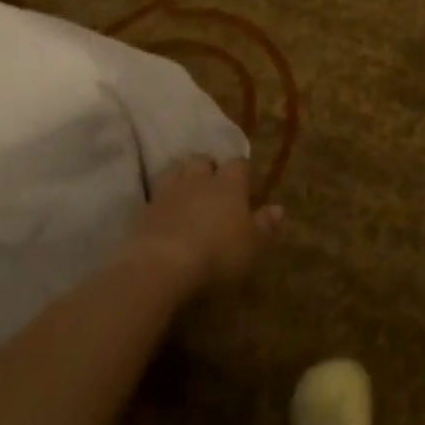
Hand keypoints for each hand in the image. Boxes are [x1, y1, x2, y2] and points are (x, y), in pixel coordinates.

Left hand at [123, 157, 282, 295]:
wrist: (162, 265)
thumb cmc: (217, 254)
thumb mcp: (252, 246)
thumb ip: (265, 226)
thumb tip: (279, 208)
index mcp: (229, 184)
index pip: (238, 163)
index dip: (241, 171)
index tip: (244, 184)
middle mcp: (199, 179)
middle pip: (203, 160)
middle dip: (208, 168)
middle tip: (213, 186)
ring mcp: (169, 191)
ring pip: (176, 170)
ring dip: (182, 177)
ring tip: (186, 192)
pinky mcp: (145, 208)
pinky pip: (155, 194)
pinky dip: (162, 199)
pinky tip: (164, 212)